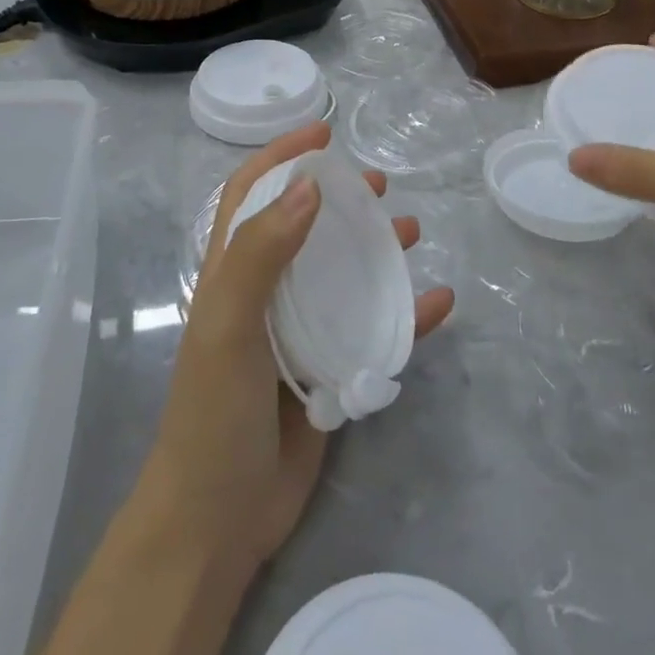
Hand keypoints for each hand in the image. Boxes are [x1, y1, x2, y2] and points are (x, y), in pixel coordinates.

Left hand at [140, 122, 454, 572]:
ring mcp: (298, 333)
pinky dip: (407, 315)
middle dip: (336, 196)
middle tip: (377, 183)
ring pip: (342, 273)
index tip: (324, 134)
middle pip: (303, 226)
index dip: (282, 158)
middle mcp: (266, 294)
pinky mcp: (328, 370)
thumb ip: (262, 252)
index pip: (252, 195)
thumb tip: (310, 185)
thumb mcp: (229, 324)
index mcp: (232, 274)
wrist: (219, 520)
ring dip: (374, 247)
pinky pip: (373, 330)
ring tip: (410, 229)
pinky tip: (439, 303)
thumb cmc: (214, 413)